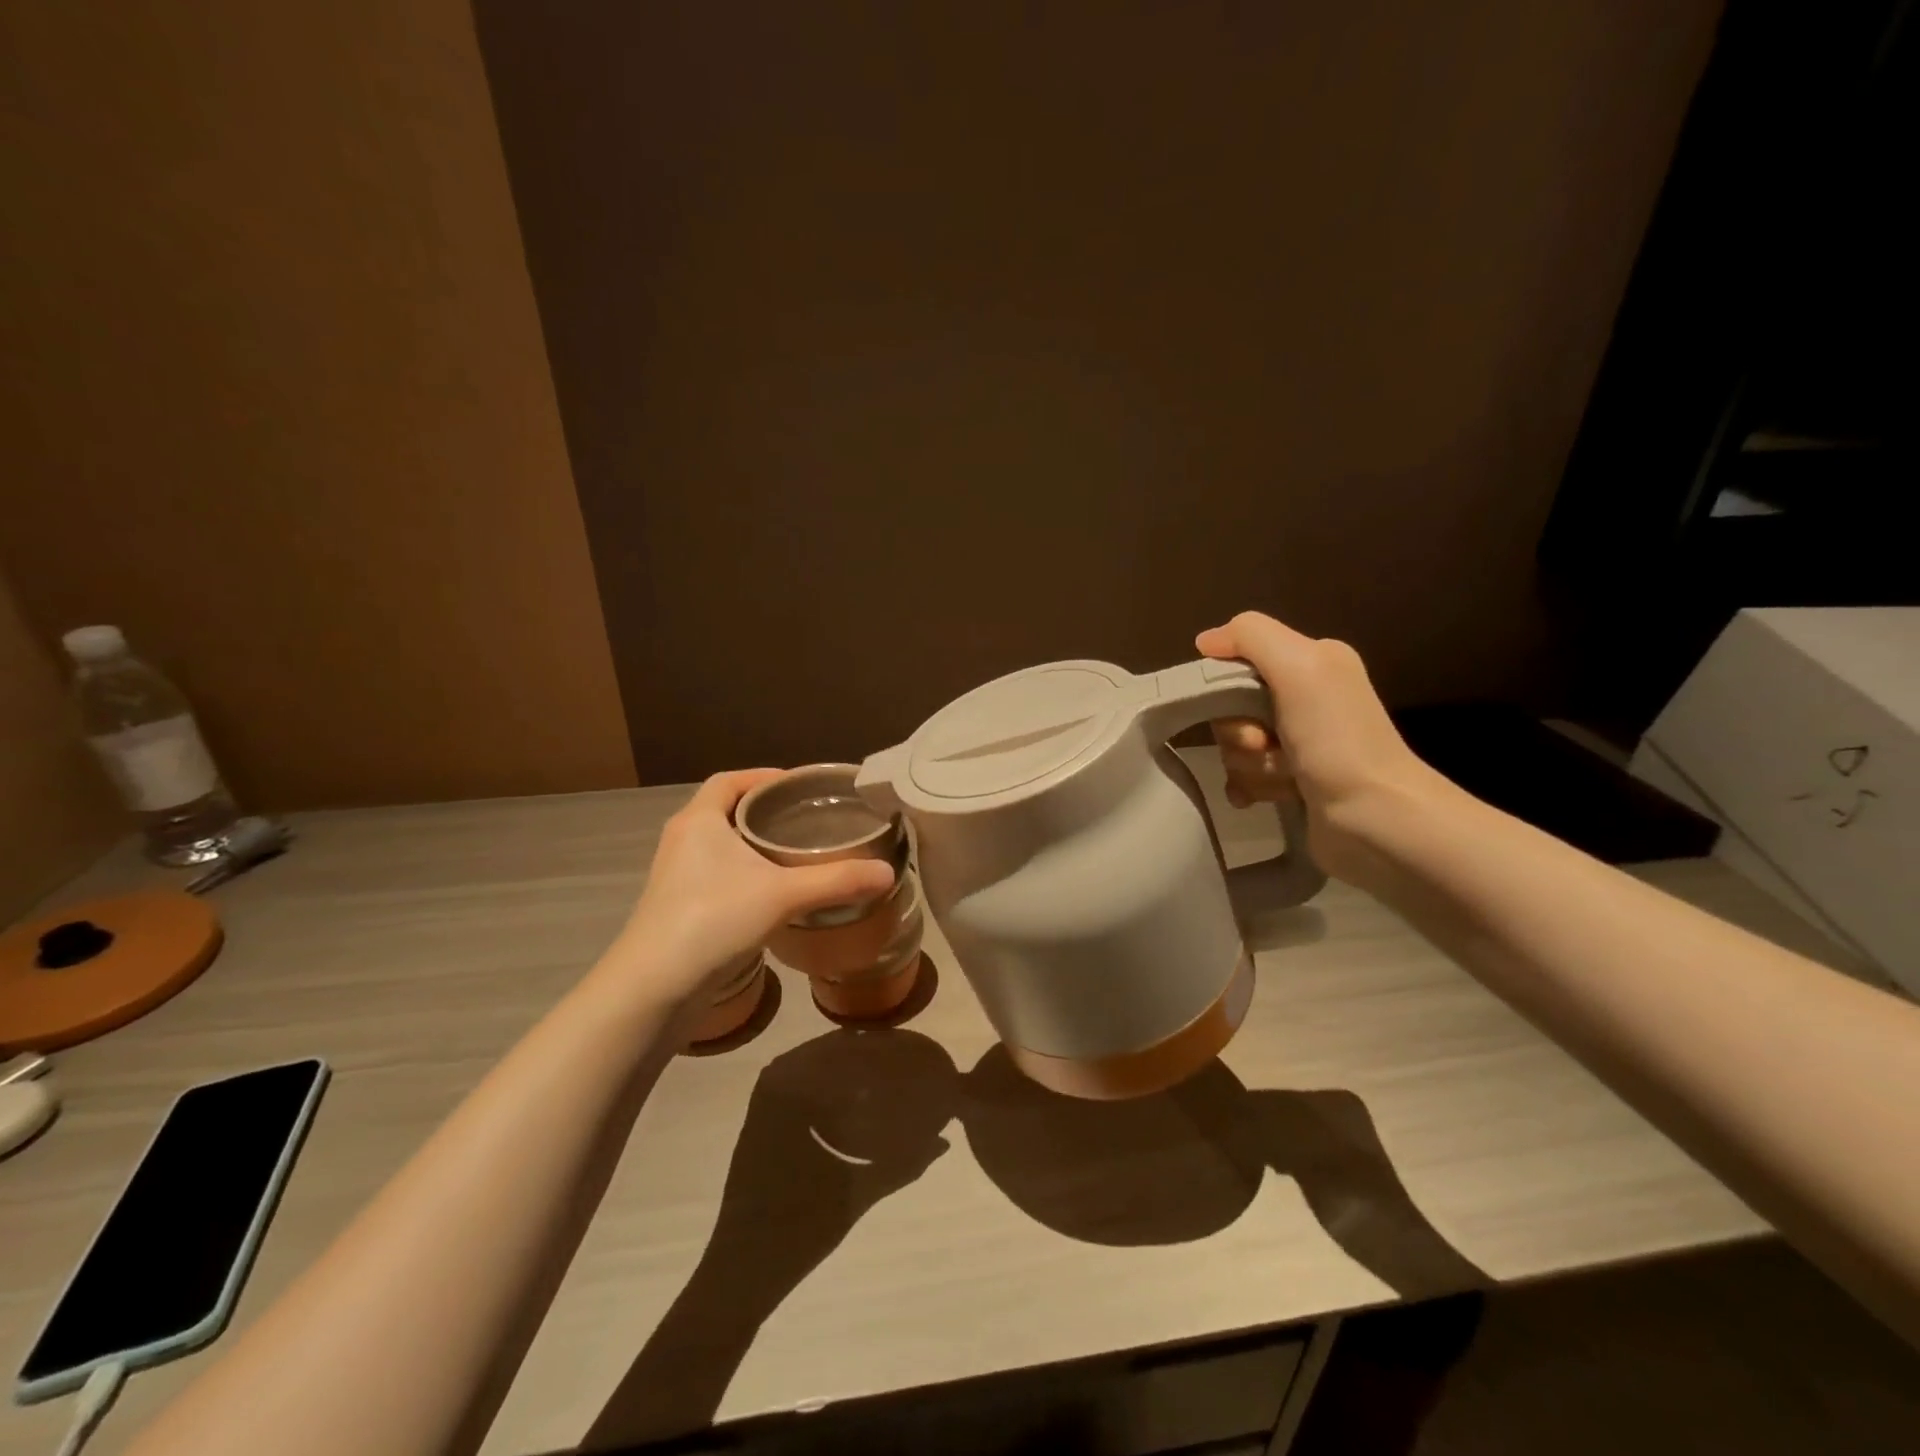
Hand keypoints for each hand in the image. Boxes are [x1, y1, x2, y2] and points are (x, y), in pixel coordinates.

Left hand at [607, 771, 894, 1007]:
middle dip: (765, 811)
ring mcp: (677, 877)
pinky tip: (775, 894)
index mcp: (699, 821)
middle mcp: (683, 841)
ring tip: (798, 854)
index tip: (799, 785)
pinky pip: (718, 876)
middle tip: (809, 819)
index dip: (763, 776)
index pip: (729, 780)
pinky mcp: (679, 909)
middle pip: (727, 811)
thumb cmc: (713, 920)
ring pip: (722, 847)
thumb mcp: (783, 895)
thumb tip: (888, 873)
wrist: (653, 989)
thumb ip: (837, 881)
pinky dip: (746, 875)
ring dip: (754, 845)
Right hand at [1195, 612, 1448, 884]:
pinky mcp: (1292, 781)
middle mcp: (1307, 697)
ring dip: (1249, 765)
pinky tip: (1262, 799)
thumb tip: (1205, 640)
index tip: (1241, 707)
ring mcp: (1299, 743)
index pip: (1239, 660)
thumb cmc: (1337, 740)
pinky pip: (1243, 776)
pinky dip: (1248, 787)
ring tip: (1283, 779)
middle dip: (1238, 732)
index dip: (1227, 685)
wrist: (1376, 820)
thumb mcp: (1300, 667)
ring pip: (1236, 745)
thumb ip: (1251, 636)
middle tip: (1264, 746)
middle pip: (1232, 707)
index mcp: (1312, 662)